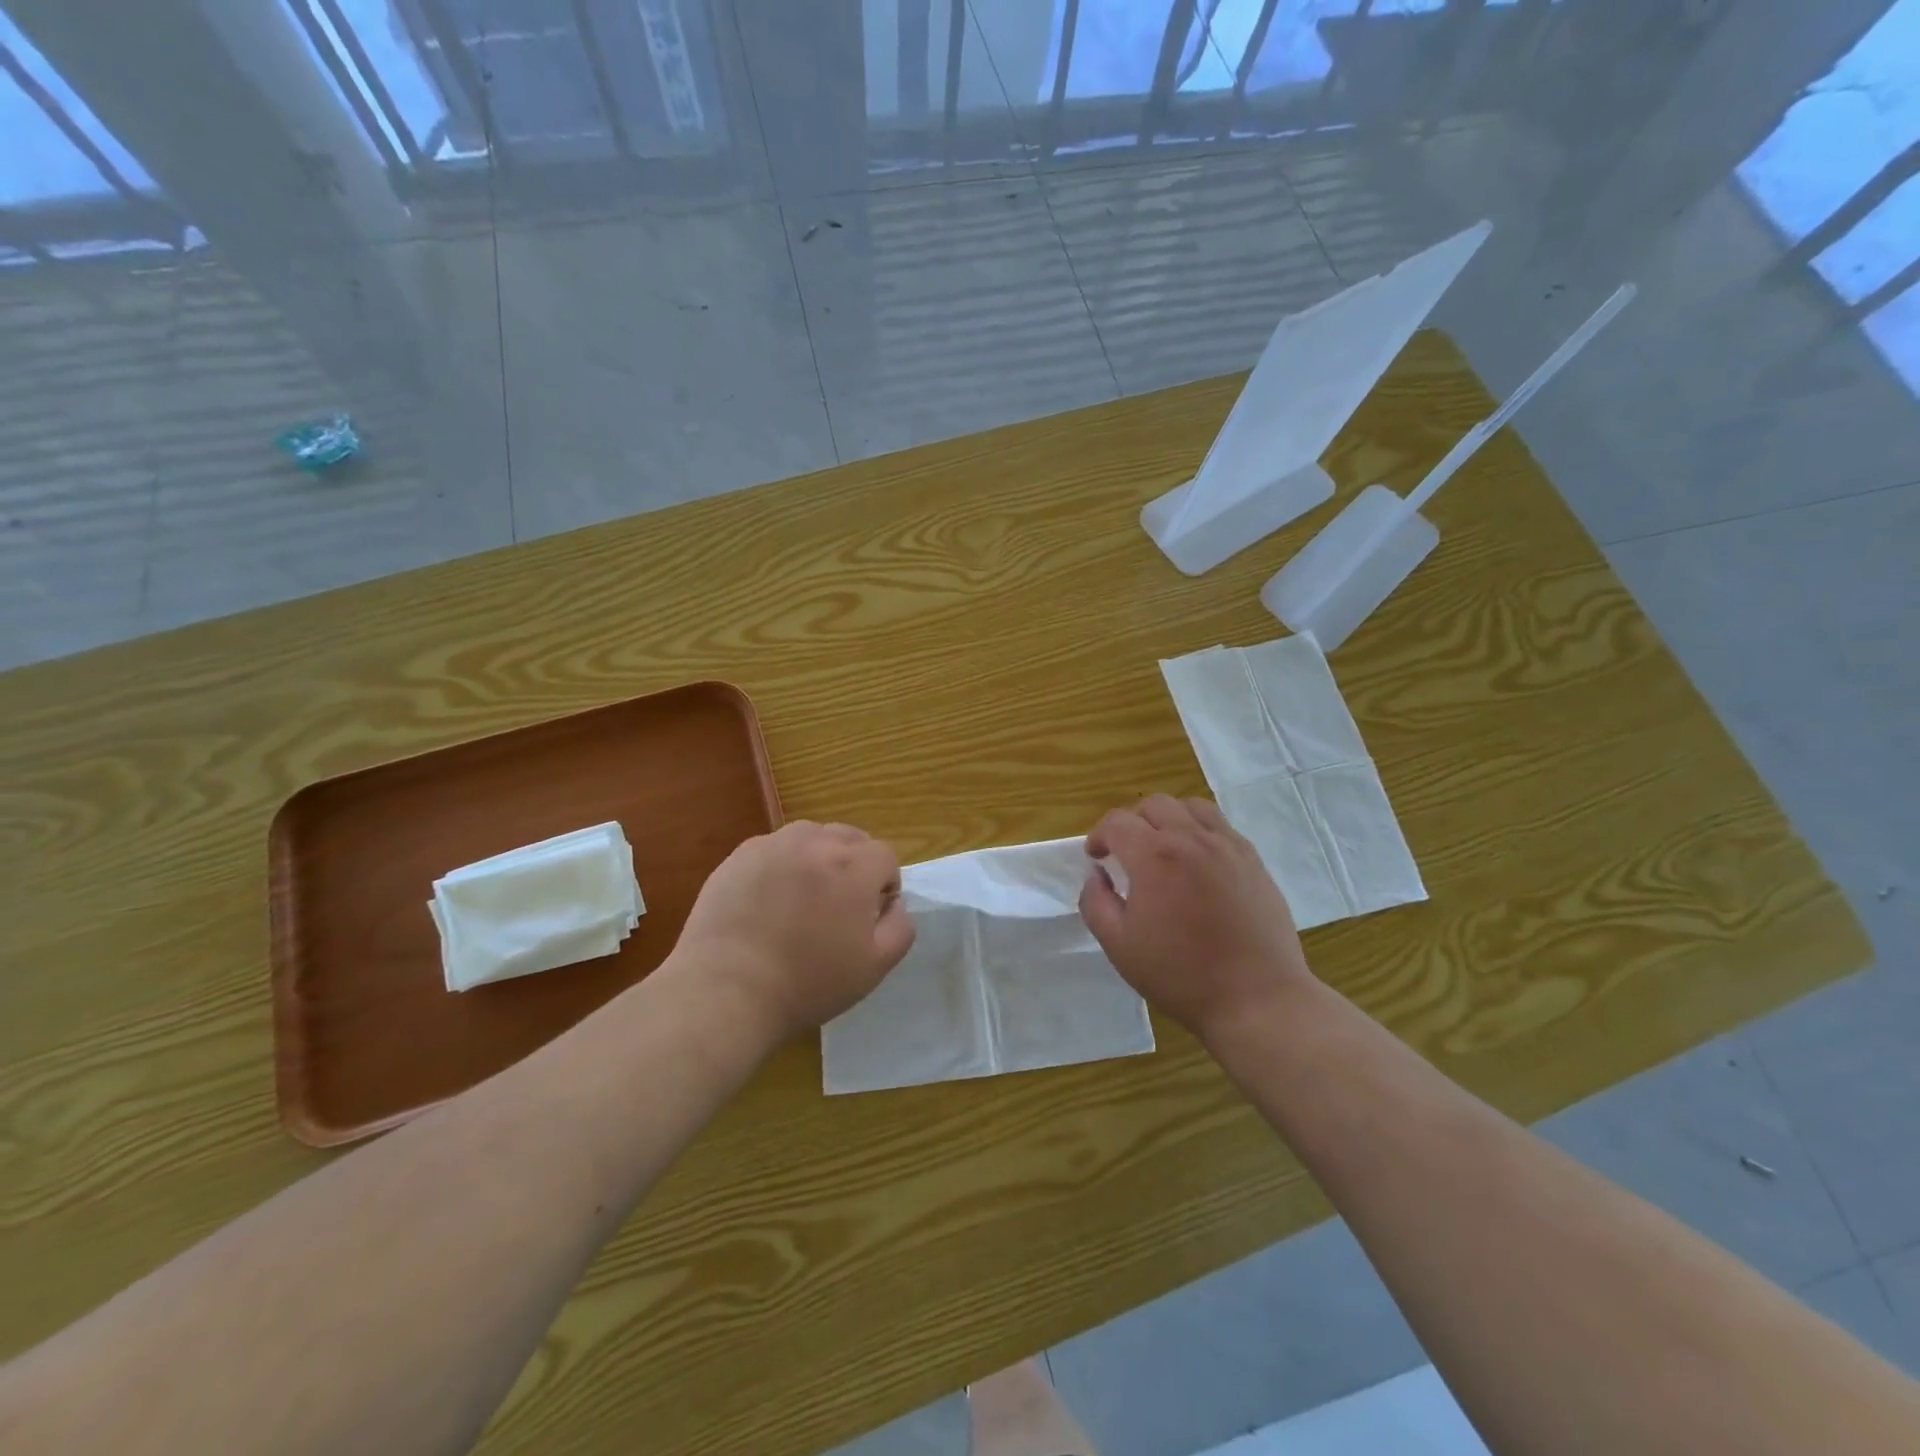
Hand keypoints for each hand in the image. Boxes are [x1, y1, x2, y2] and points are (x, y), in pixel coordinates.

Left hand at [673, 821, 914, 1040]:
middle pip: (849, 838)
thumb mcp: (874, 966)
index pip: (885, 856)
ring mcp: (773, 845)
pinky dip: (781, 866)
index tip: (869, 917)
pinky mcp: (739, 856)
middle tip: (838, 907)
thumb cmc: (808, 982)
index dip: (884, 885)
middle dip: (854, 865)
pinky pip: (774, 849)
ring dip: (817, 859)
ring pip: (810, 837)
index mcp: (853, 865)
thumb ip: (900, 927)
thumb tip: (894, 904)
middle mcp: (815, 842)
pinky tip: (768, 902)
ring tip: (803, 899)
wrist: (727, 990)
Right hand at [1079, 795, 1312, 1038]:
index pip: (1117, 822)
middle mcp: (1192, 839)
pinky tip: (1198, 863)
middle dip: (1132, 822)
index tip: (1096, 858)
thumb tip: (1097, 875)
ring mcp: (1228, 846)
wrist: (1257, 1000)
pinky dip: (1200, 832)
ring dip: (1168, 819)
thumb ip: (1096, 902)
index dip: (1099, 835)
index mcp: (1154, 856)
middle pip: (1154, 805)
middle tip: (1126, 853)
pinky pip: (1221, 827)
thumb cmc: (1181, 975)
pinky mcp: (1254, 861)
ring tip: (1164, 849)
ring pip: (1191, 807)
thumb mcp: (1119, 946)